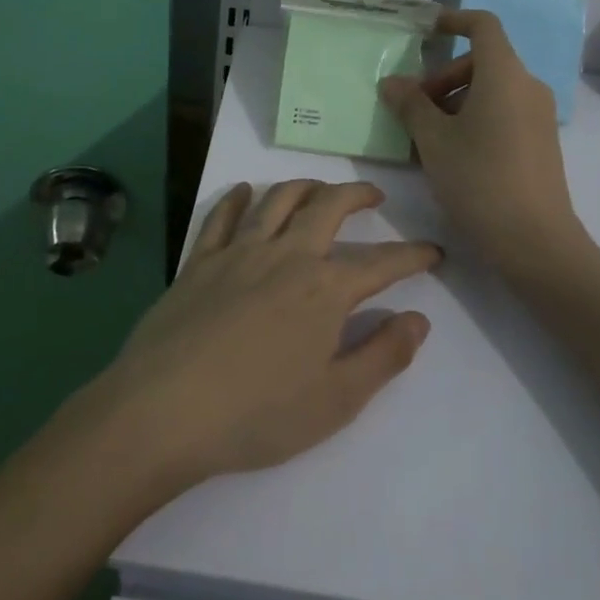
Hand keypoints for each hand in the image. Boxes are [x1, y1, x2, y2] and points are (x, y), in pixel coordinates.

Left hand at [93, 180, 437, 490]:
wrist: (166, 409)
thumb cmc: (257, 414)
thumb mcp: (336, 400)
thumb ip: (383, 356)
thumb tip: (420, 319)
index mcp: (325, 290)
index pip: (382, 263)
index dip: (413, 255)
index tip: (433, 251)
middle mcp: (286, 256)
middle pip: (328, 207)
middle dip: (357, 194)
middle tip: (374, 195)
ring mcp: (238, 252)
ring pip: (277, 199)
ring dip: (304, 185)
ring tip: (319, 188)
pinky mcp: (199, 261)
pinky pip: (221, 216)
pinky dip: (237, 198)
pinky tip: (244, 191)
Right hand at [379, 10, 588, 274]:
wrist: (535, 241)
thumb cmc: (479, 179)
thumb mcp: (433, 140)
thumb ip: (410, 104)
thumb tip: (392, 82)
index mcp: (504, 75)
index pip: (483, 26)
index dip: (454, 20)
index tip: (426, 30)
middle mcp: (527, 87)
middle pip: (481, 61)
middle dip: (442, 76)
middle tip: (413, 108)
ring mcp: (538, 115)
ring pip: (490, 89)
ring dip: (453, 101)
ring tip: (425, 137)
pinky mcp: (540, 141)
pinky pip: (502, 112)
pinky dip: (473, 118)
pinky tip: (449, 154)